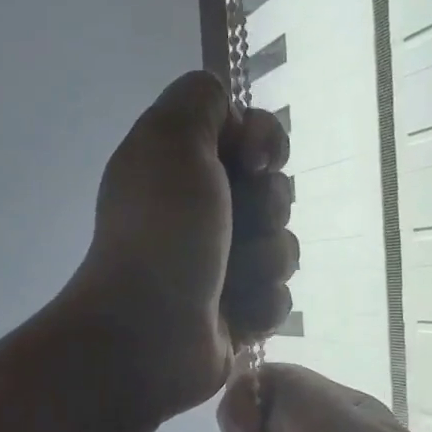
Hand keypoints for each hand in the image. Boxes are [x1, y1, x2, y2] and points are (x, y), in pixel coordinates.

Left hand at [65, 70, 297, 419]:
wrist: (148, 333)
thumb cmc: (162, 233)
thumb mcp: (170, 138)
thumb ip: (200, 98)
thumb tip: (233, 117)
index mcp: (181, 168)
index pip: (252, 136)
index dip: (264, 143)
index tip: (253, 163)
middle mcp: (200, 212)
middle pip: (275, 191)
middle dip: (266, 208)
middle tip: (234, 227)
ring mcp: (219, 266)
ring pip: (283, 246)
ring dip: (264, 260)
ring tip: (227, 280)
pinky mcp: (236, 313)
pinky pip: (279, 296)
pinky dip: (260, 303)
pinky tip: (232, 314)